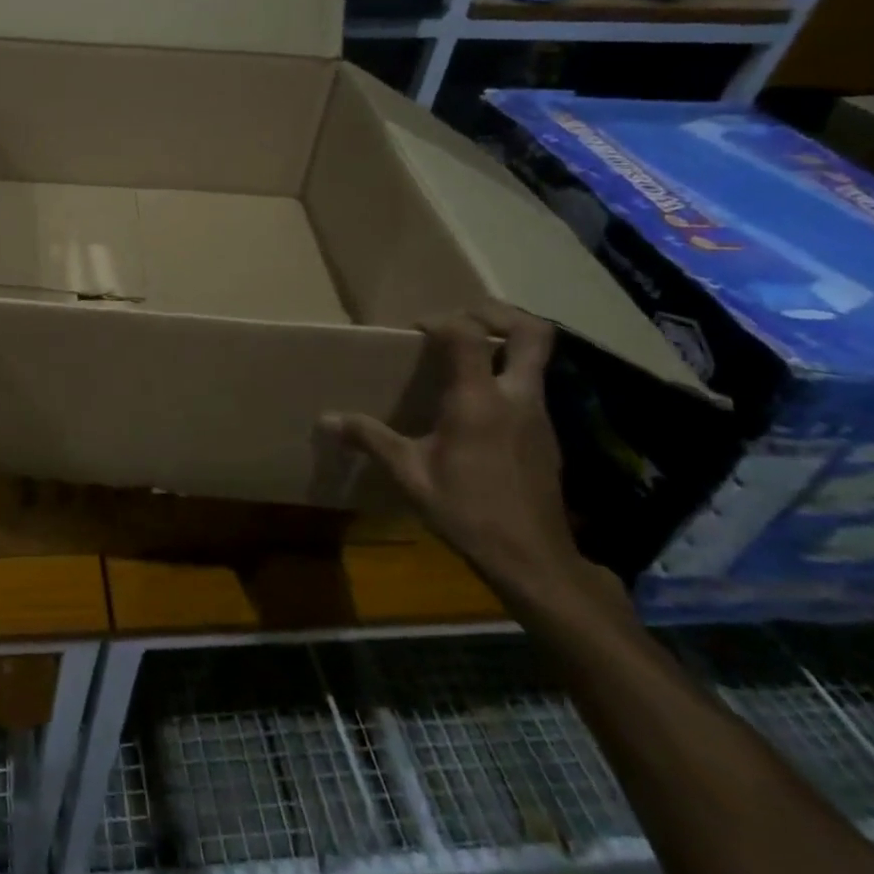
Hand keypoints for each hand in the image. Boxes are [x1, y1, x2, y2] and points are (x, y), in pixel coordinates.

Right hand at [319, 302, 609, 606]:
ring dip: (506, 343)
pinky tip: (480, 404)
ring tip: (468, 355)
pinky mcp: (548, 435)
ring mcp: (540, 415)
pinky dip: (510, 375)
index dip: (441, 320)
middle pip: (530, 332)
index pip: (467, 334)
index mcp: (478, 400)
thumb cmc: (467, 511)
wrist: (533, 560)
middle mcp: (516, 397)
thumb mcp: (410, 475)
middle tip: (463, 316)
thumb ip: (370, 439)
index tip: (416, 330)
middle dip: (498, 312)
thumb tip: (326, 420)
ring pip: (538, 358)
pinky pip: (534, 386)